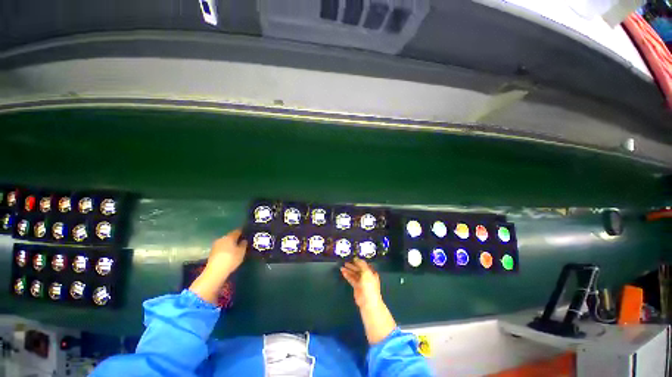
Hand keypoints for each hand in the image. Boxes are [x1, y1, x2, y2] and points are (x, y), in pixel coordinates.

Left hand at [204, 229, 247, 276]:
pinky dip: (225, 249)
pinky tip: (229, 254)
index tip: (246, 234)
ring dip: (230, 244)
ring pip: (225, 242)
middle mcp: (222, 239)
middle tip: (241, 242)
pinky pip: (221, 248)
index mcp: (230, 237)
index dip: (242, 232)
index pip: (237, 231)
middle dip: (235, 239)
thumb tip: (243, 240)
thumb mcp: (241, 252)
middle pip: (230, 236)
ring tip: (235, 248)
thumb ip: (243, 244)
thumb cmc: (231, 259)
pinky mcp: (212, 252)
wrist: (215, 271)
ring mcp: (215, 245)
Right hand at [340, 258, 382, 308]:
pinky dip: (347, 275)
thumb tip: (356, 258)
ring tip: (342, 267)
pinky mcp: (356, 287)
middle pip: (358, 269)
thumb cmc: (369, 286)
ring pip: (354, 274)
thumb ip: (361, 264)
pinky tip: (343, 272)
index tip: (352, 257)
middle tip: (346, 262)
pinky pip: (351, 279)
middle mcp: (366, 276)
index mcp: (371, 272)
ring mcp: (361, 282)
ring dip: (348, 270)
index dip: (358, 261)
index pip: (364, 265)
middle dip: (352, 265)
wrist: (368, 302)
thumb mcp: (366, 272)